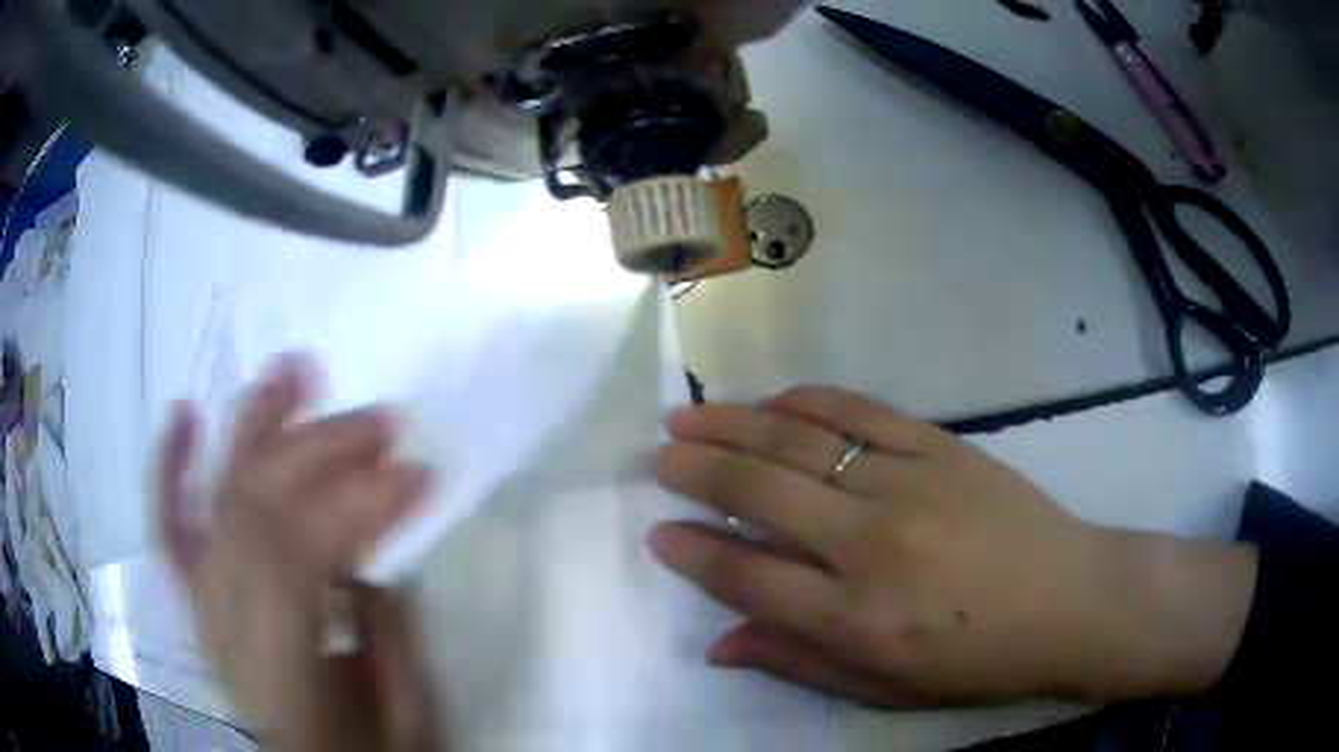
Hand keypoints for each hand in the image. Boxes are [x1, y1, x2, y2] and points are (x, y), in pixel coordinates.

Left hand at [155, 355, 437, 750]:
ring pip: (214, 501)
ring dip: (253, 429)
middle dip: (320, 453)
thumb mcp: (403, 718)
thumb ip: (388, 631)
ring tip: (297, 370)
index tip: (419, 473)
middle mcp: (224, 634)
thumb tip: (379, 544)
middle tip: (384, 422)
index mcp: (278, 679)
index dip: (355, 505)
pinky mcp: (194, 597)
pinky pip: (169, 526)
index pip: (293, 562)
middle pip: (252, 513)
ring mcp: (200, 609)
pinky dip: (170, 467)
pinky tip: (183, 414)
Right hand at [650, 387, 1257, 705]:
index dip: (695, 552)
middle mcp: (874, 544)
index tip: (657, 532)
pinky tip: (774, 400)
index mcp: (859, 618)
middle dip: (697, 471)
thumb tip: (718, 642)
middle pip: (762, 493)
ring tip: (688, 416)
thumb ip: (798, 661)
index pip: (749, 575)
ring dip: (736, 424)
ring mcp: (911, 484)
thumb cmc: (978, 660)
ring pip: (802, 440)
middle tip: (657, 455)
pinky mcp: (943, 446)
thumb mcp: (885, 689)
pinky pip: (861, 411)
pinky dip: (808, 400)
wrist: (1071, 600)